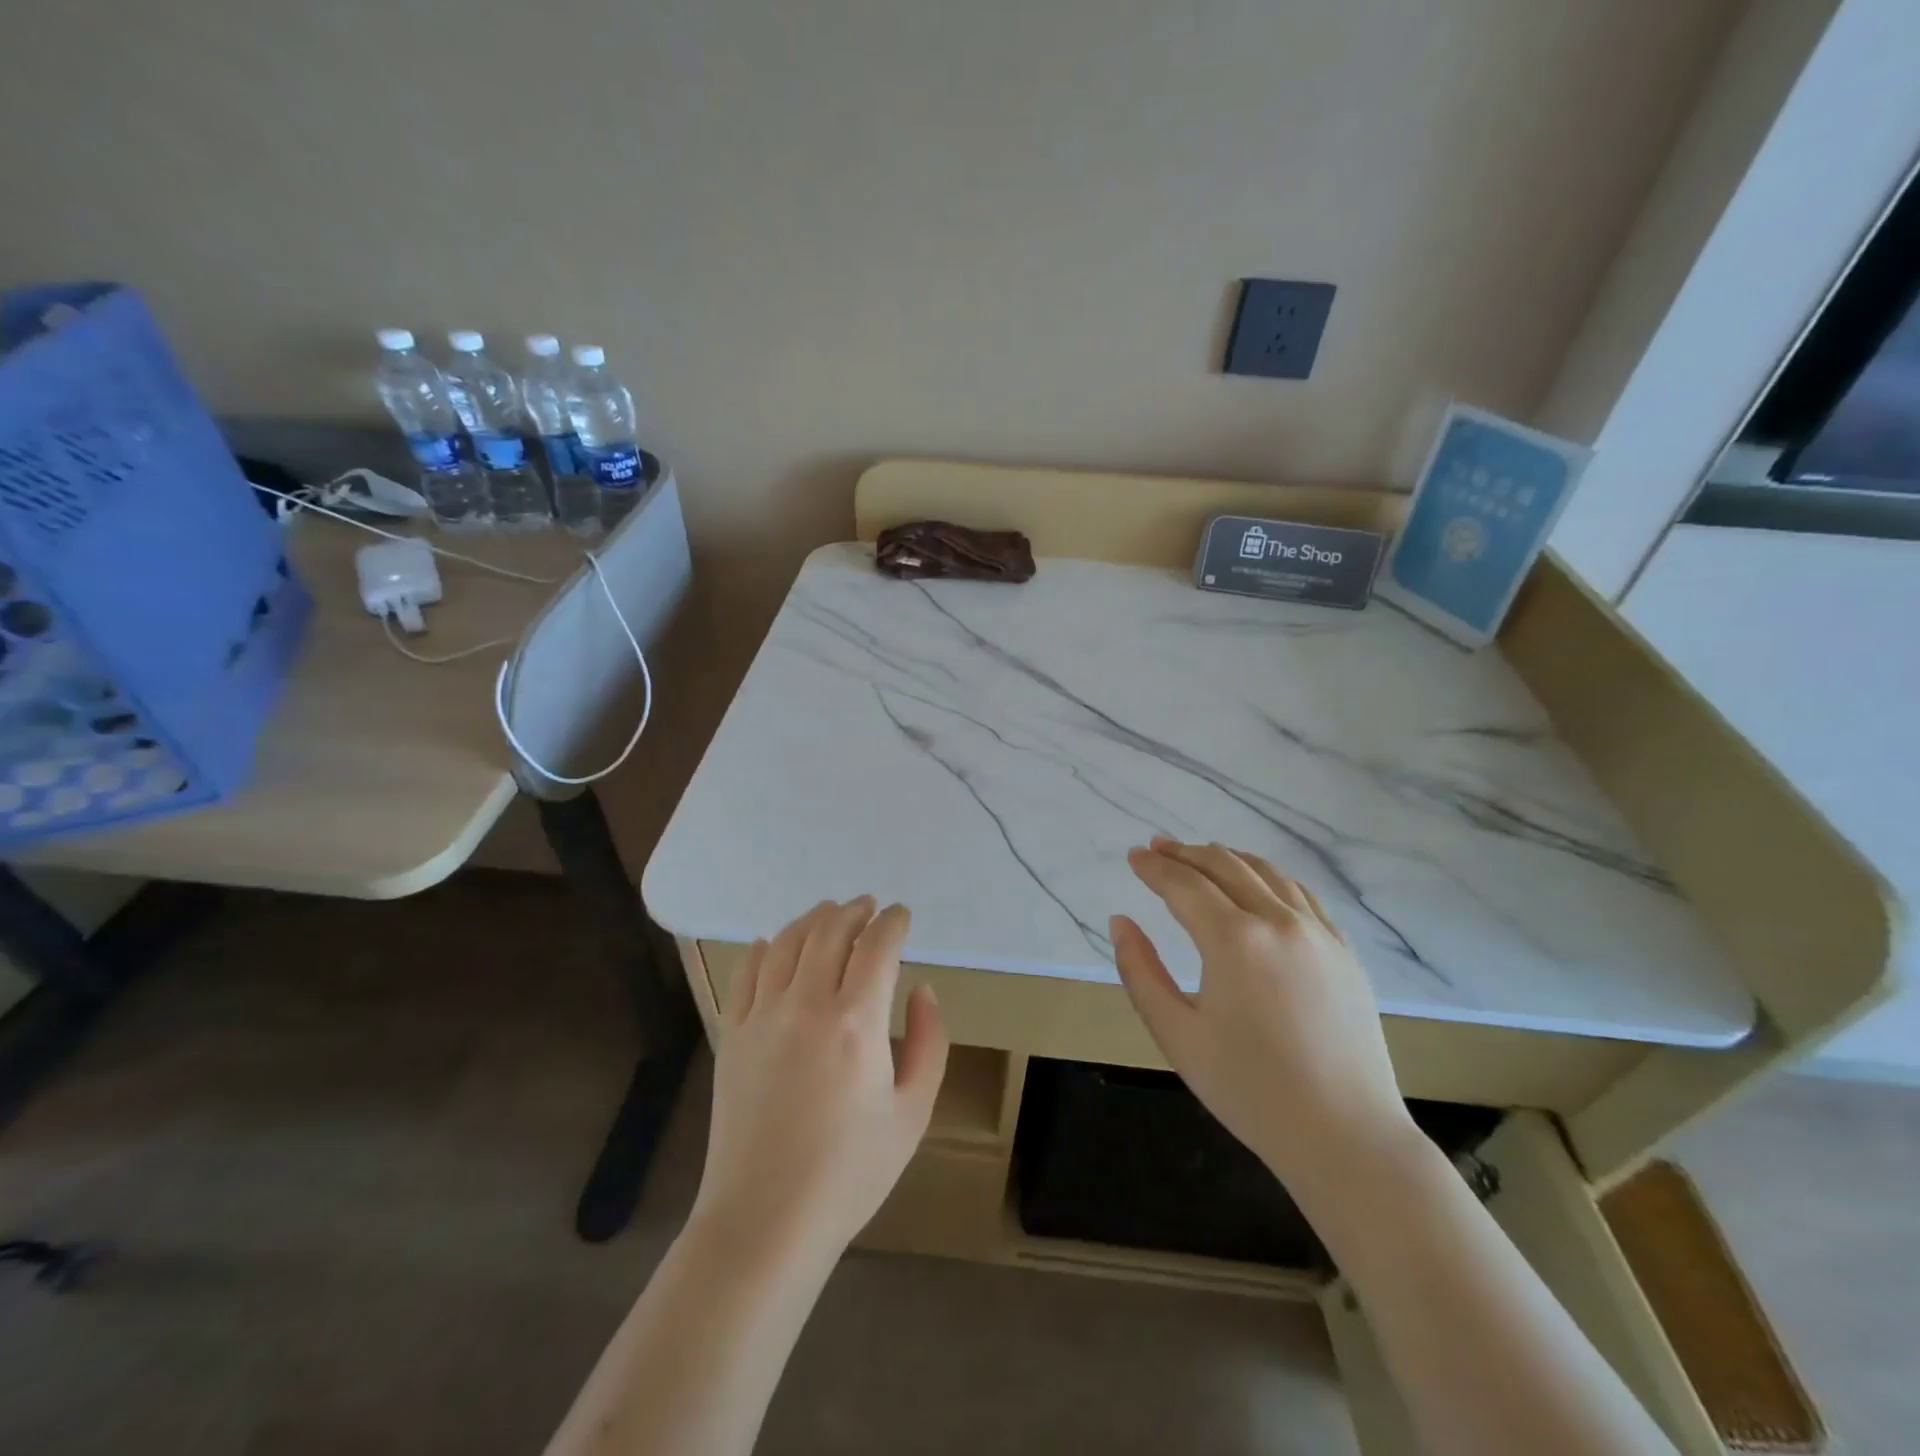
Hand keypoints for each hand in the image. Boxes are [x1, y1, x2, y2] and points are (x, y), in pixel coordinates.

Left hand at [692, 898, 948, 1263]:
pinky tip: (775, 943)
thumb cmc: (850, 1173)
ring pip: (789, 942)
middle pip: (831, 931)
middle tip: (870, 907)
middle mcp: (807, 1004)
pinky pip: (748, 972)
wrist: (765, 1220)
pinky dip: (765, 947)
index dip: (893, 922)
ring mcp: (763, 1016)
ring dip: (814, 919)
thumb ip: (929, 1042)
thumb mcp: (912, 1113)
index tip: (902, 915)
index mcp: (857, 1021)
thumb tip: (922, 990)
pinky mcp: (732, 1033)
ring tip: (830, 913)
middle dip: (855, 911)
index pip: (877, 946)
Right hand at [1110, 838, 1416, 1194]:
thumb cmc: (1249, 1089)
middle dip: (1185, 852)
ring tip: (1201, 856)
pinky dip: (1270, 877)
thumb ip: (1140, 972)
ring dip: (1227, 858)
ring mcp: (1319, 933)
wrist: (1346, 1136)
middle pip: (1225, 866)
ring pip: (1266, 873)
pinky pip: (1302, 895)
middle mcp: (1278, 921)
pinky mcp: (1344, 951)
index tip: (1132, 855)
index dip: (1154, 867)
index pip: (1184, 884)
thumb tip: (1120, 922)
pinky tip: (1258, 883)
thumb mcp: (1176, 1035)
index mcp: (1234, 940)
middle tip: (1157, 846)